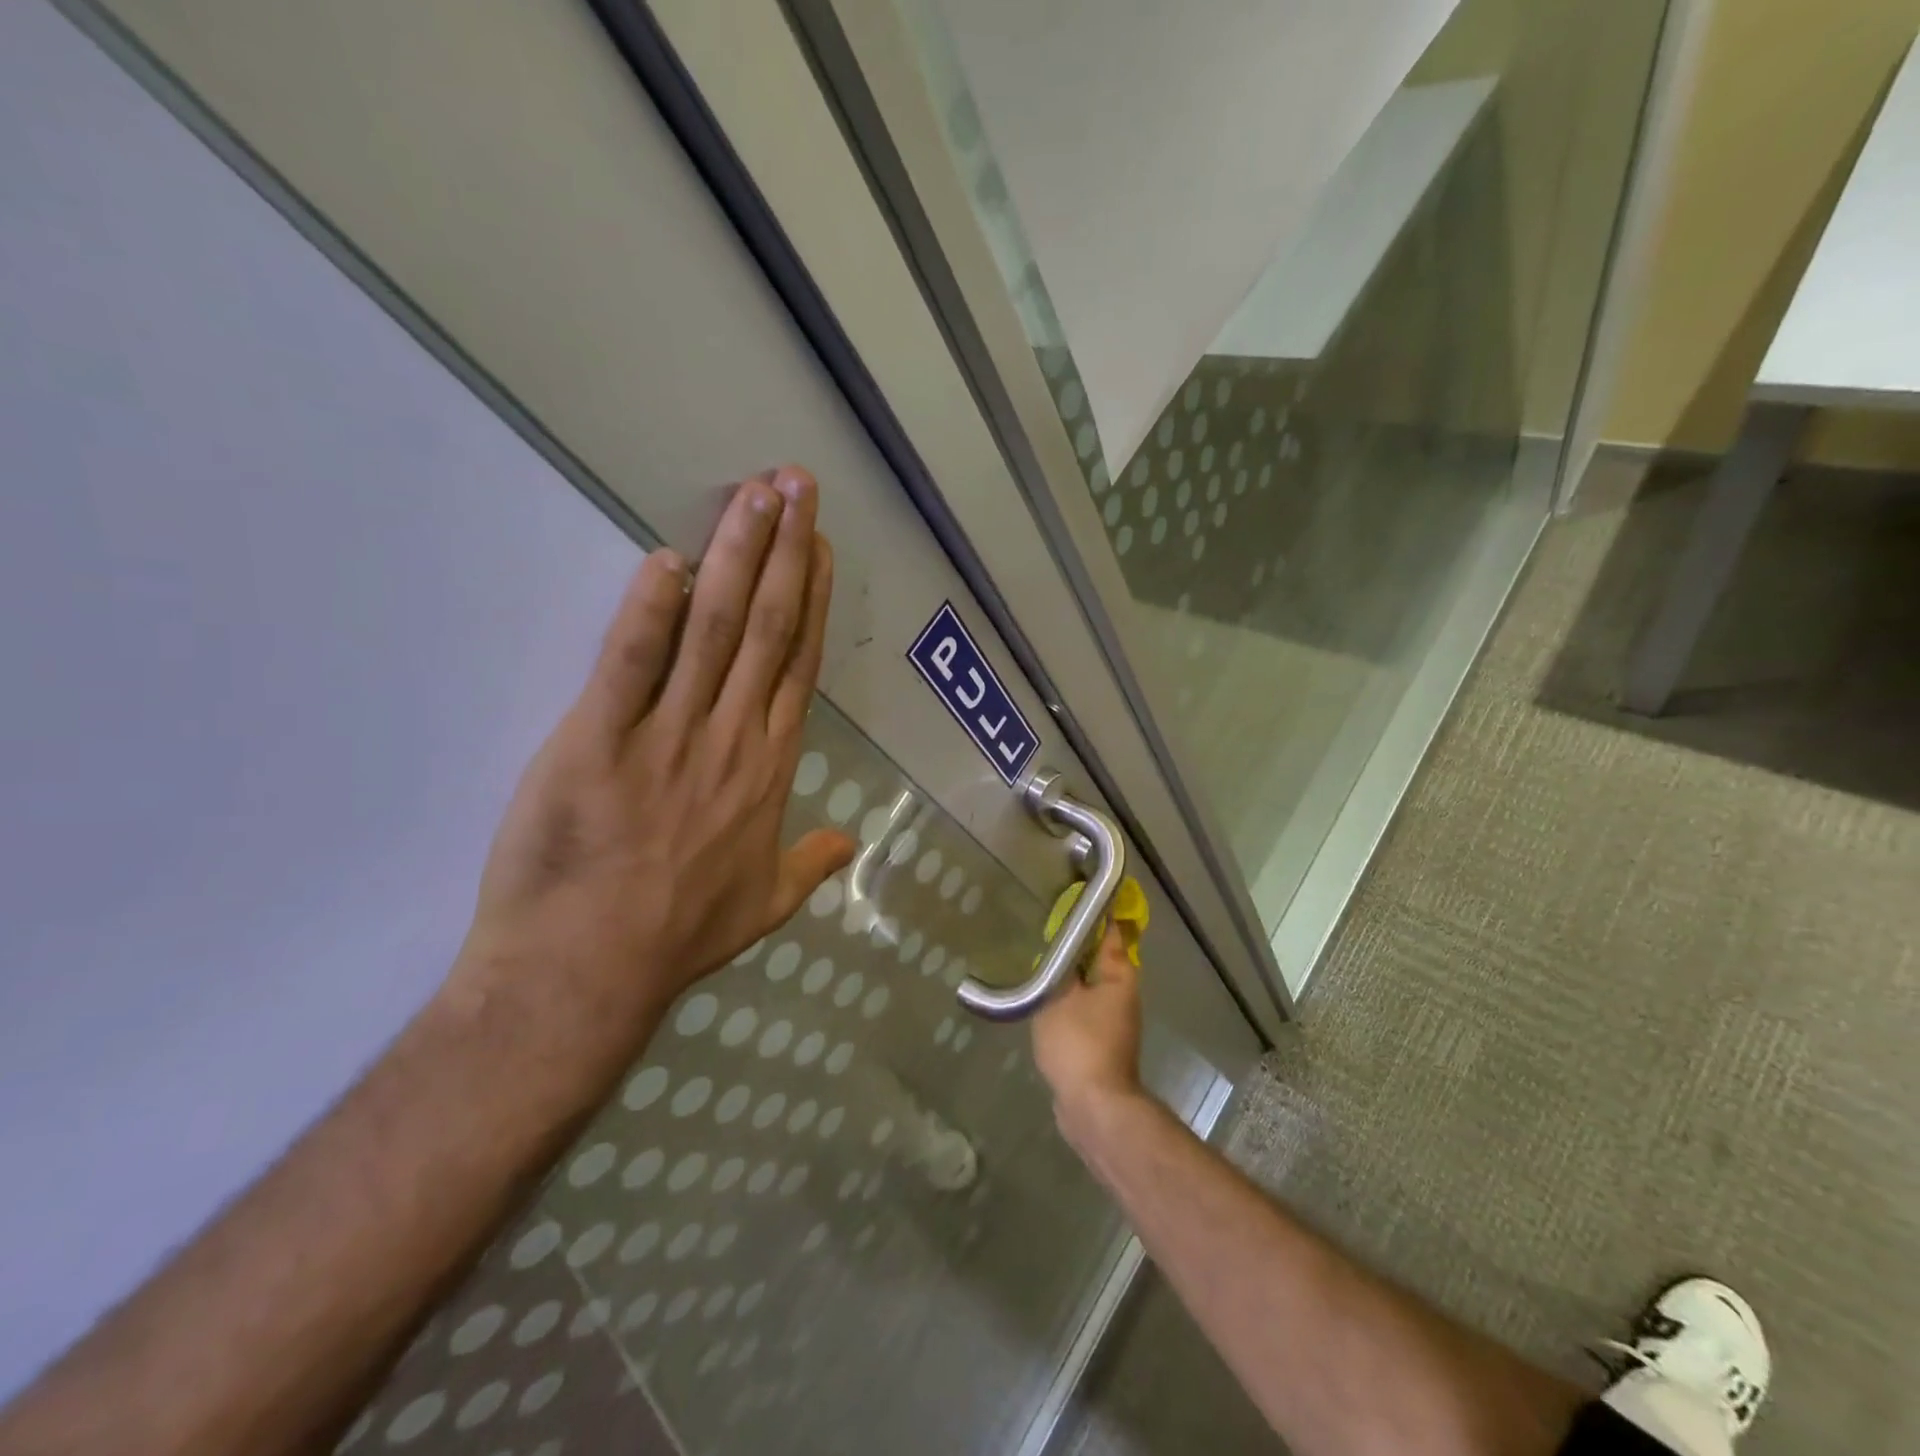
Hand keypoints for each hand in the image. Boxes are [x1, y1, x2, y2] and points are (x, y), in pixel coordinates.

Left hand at [451, 466, 855, 1055]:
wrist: (588, 974)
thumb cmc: (678, 937)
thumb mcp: (765, 905)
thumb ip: (812, 865)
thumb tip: (850, 842)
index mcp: (770, 769)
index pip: (799, 665)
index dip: (812, 599)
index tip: (817, 546)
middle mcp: (732, 738)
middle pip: (767, 629)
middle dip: (784, 551)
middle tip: (796, 486)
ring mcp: (668, 736)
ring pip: (713, 630)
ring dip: (735, 558)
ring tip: (754, 496)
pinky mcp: (597, 740)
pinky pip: (631, 664)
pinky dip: (650, 610)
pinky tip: (667, 560)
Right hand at [1031, 925, 1145, 1123]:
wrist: (1094, 1107)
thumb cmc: (1079, 1043)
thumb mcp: (1059, 997)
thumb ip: (1059, 970)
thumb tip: (1062, 951)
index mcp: (1120, 977)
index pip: (1111, 933)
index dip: (1097, 914)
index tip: (1078, 898)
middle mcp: (1124, 996)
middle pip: (1101, 961)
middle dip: (1078, 947)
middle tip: (1048, 931)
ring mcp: (1116, 1024)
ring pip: (1091, 988)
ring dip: (1071, 977)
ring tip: (1041, 964)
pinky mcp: (1103, 1046)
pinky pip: (1084, 1012)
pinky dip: (1068, 1003)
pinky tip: (1045, 1003)